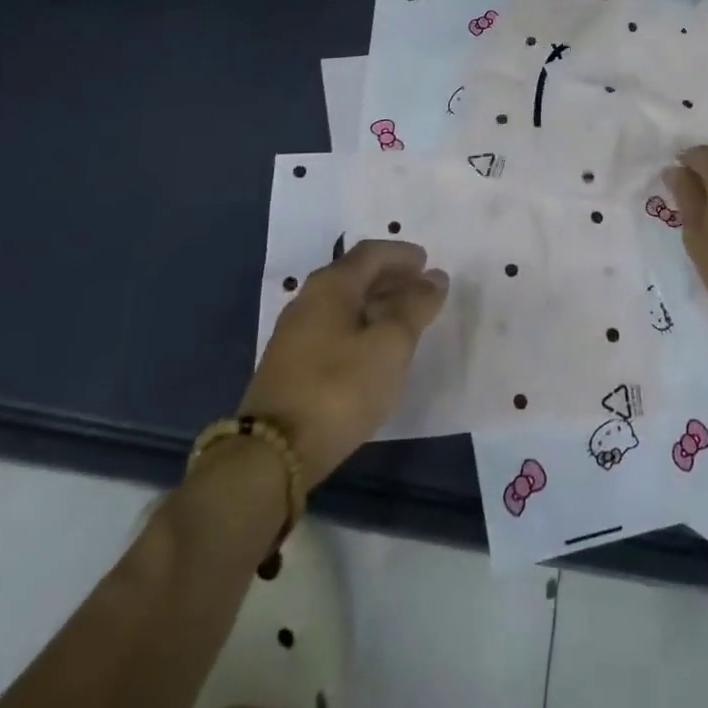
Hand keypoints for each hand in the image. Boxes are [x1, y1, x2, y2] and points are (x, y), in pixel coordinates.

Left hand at [237, 239, 449, 488]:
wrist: (273, 453)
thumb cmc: (340, 388)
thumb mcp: (391, 345)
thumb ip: (416, 307)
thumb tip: (435, 278)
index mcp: (331, 285)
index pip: (371, 253)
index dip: (402, 254)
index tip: (428, 263)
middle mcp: (308, 300)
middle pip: (356, 276)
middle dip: (392, 278)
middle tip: (423, 288)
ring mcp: (295, 334)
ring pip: (344, 304)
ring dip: (377, 304)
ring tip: (406, 319)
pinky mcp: (290, 366)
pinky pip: (334, 329)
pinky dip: (361, 326)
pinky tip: (375, 349)